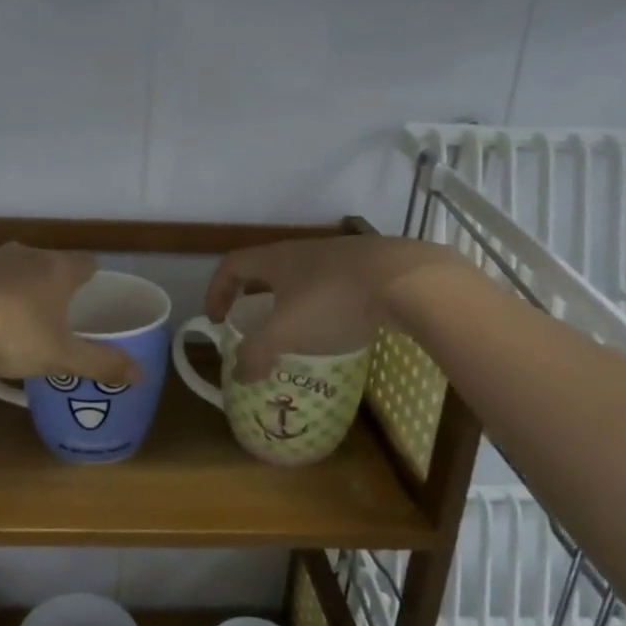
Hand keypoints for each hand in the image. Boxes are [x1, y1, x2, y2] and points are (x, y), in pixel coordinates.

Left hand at [0, 244, 141, 385]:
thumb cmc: (15, 335)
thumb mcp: (61, 357)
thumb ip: (101, 363)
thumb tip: (141, 375)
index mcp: (58, 270)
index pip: (86, 263)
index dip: (92, 277)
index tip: (92, 293)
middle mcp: (27, 255)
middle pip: (50, 262)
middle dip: (55, 282)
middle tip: (57, 311)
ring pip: (16, 268)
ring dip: (20, 286)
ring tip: (20, 316)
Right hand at [206, 235, 459, 381]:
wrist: (408, 281)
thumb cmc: (334, 301)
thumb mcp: (286, 333)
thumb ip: (256, 354)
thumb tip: (240, 373)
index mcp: (276, 260)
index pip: (232, 265)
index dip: (217, 290)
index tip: (216, 319)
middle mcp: (303, 251)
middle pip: (267, 270)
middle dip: (254, 298)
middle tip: (253, 325)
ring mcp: (339, 256)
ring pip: (303, 278)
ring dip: (291, 303)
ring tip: (297, 333)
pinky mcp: (370, 268)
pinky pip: (334, 286)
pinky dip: (325, 306)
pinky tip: (339, 329)